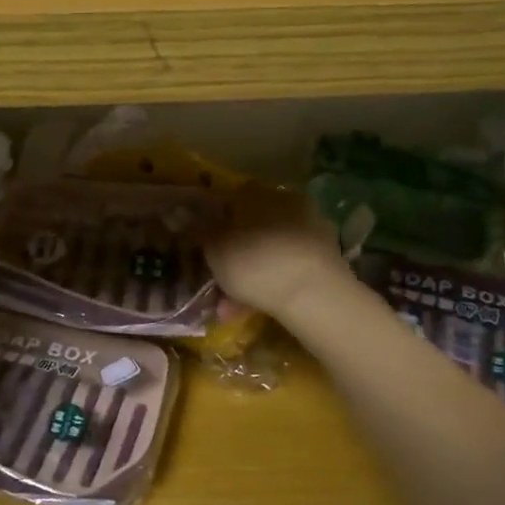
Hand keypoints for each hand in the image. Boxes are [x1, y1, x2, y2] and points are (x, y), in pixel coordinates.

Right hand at [204, 184, 351, 321]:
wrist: (315, 296)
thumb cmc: (255, 262)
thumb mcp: (215, 247)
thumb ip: (197, 229)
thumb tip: (178, 213)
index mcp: (260, 193)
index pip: (230, 199)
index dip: (212, 222)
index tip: (201, 245)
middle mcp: (288, 204)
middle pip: (250, 228)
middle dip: (231, 254)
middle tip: (213, 278)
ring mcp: (311, 233)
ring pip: (267, 253)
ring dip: (246, 277)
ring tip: (226, 307)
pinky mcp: (326, 262)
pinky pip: (285, 272)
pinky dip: (268, 288)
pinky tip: (250, 311)